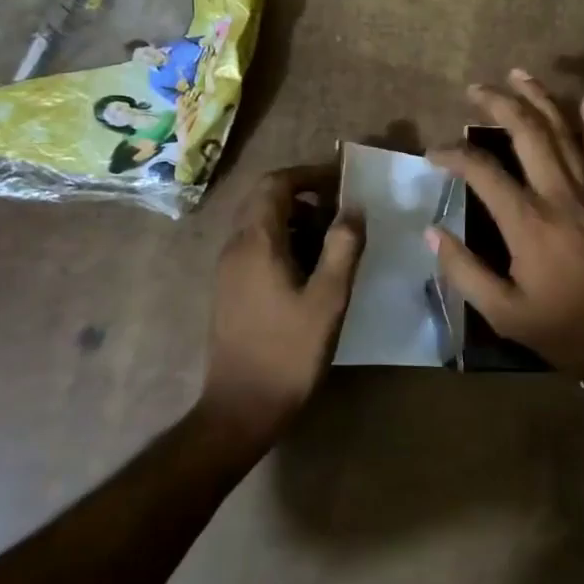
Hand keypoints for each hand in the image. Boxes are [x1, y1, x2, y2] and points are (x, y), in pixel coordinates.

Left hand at [200, 165, 362, 444]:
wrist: (241, 409)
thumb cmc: (288, 351)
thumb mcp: (328, 298)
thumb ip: (342, 247)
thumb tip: (354, 208)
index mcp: (256, 242)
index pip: (275, 184)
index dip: (308, 175)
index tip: (342, 183)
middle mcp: (236, 247)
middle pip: (265, 200)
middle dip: (305, 196)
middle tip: (342, 212)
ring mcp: (229, 270)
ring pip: (262, 224)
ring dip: (297, 221)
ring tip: (334, 242)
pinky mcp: (231, 290)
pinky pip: (258, 248)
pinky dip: (286, 242)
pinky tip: (312, 270)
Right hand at [429, 70, 583, 380]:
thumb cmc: (564, 329)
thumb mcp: (503, 312)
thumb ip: (464, 270)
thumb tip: (432, 231)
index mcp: (527, 222)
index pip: (483, 171)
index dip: (453, 154)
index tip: (433, 154)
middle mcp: (558, 194)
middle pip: (527, 132)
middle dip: (499, 104)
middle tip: (475, 89)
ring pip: (563, 131)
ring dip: (540, 99)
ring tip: (518, 74)